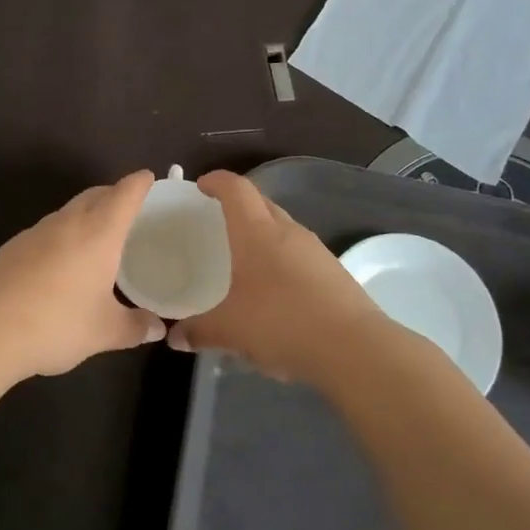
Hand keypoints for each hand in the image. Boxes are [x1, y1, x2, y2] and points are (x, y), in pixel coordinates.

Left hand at [0, 171, 165, 379]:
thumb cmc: (56, 323)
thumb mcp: (104, 332)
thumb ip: (134, 327)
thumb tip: (157, 328)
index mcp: (98, 232)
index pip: (124, 195)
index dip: (139, 184)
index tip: (149, 177)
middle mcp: (66, 223)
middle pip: (94, 195)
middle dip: (112, 194)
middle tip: (128, 207)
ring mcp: (34, 234)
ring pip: (67, 213)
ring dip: (85, 215)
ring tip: (97, 237)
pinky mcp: (10, 249)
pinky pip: (45, 232)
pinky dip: (61, 237)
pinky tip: (60, 264)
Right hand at [169, 170, 387, 383]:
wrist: (354, 348)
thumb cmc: (282, 323)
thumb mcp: (230, 330)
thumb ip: (199, 331)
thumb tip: (175, 337)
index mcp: (257, 232)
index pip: (236, 190)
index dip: (217, 182)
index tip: (201, 185)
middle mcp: (288, 232)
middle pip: (261, 203)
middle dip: (239, 205)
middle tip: (217, 220)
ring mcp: (316, 251)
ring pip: (283, 228)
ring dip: (262, 233)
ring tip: (243, 257)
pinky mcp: (334, 273)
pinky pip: (299, 254)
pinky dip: (281, 259)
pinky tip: (274, 290)